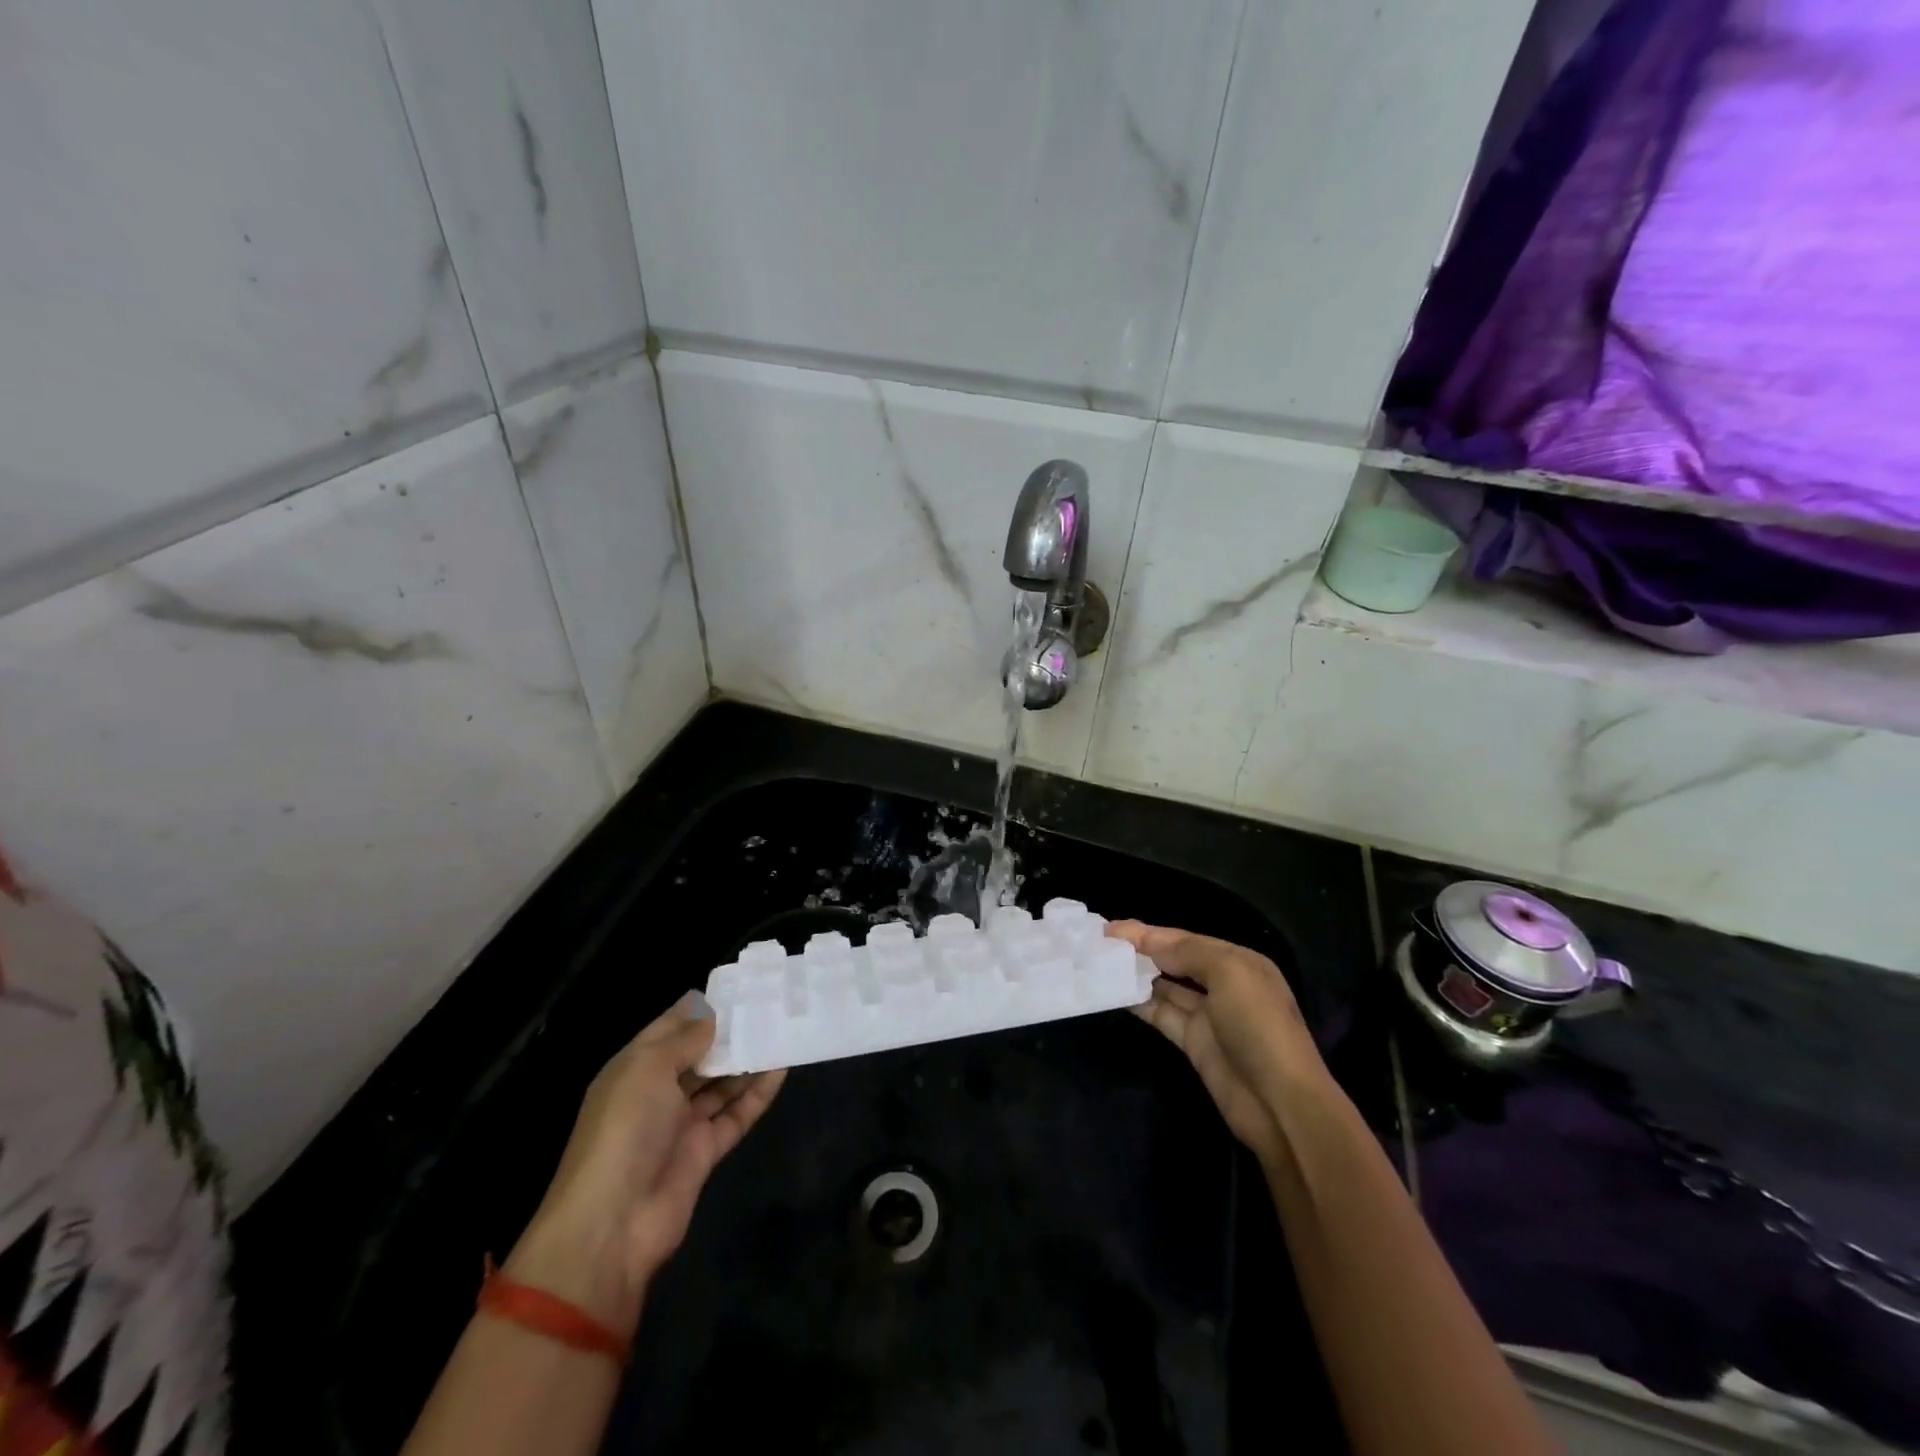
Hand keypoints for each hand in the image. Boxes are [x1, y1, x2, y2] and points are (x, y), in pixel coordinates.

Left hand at [505, 994, 785, 1332]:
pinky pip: (736, 1114)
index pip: (670, 1028)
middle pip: (699, 1055)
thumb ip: (685, 1039)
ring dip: (747, 1060)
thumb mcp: (648, 1069)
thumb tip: (712, 1016)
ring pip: (720, 1083)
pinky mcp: (705, 1151)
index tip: (739, 987)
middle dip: (729, 1032)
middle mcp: (657, 1092)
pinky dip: (757, 1093)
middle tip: (770, 1006)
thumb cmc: (625, 1129)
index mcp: (634, 1068)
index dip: (701, 1008)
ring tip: (783, 1031)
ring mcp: (681, 1124)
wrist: (613, 1224)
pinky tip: (782, 1069)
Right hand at [1108, 922, 1328, 1167]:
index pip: (1186, 939)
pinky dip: (1140, 1003)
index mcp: (1238, 962)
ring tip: (1100, 963)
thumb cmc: (1259, 1027)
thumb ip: (1187, 952)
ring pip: (1165, 987)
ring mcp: (1208, 1016)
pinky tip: (1115, 993)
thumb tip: (1149, 944)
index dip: (1149, 932)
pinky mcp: (1194, 1044)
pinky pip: (1161, 1015)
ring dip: (1137, 975)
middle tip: (1101, 941)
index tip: (1111, 928)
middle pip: (1175, 960)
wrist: (1280, 1104)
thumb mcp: (1229, 974)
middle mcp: (1223, 984)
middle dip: (1141, 950)